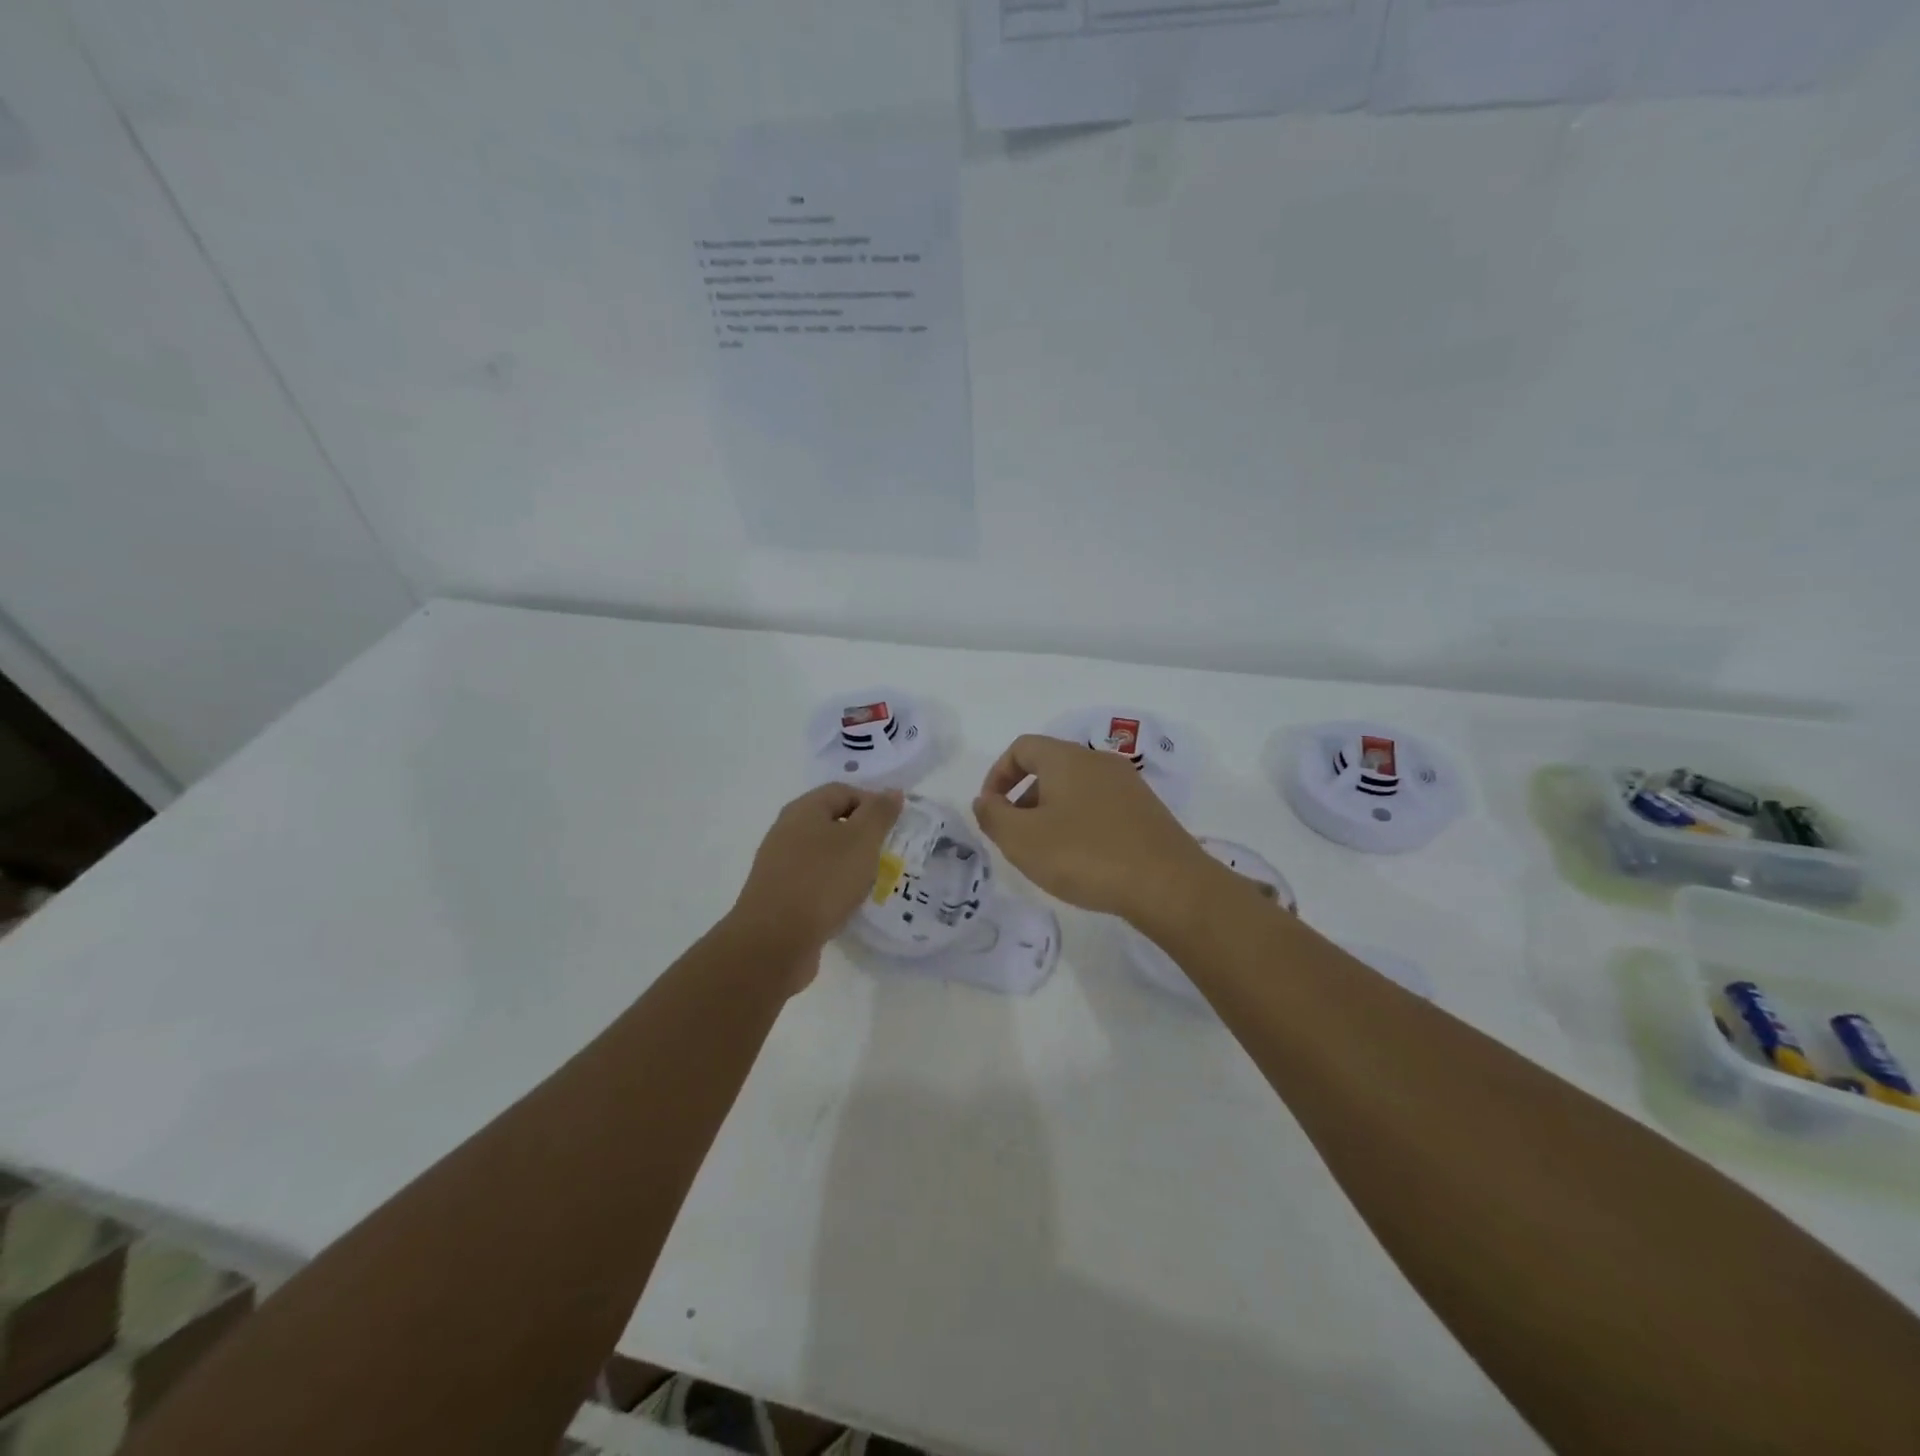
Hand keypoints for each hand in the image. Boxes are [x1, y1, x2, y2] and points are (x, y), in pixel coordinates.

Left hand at [727, 783, 903, 980]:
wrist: (774, 942)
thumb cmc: (823, 881)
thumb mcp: (861, 841)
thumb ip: (879, 814)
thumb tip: (892, 791)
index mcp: (803, 810)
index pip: (843, 791)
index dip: (872, 803)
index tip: (894, 827)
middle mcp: (787, 831)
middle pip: (831, 821)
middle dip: (862, 835)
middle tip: (886, 854)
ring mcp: (779, 865)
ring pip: (823, 854)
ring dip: (849, 863)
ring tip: (870, 881)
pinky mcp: (779, 896)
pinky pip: (814, 881)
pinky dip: (833, 887)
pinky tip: (846, 904)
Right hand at [973, 735, 1223, 926]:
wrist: (1168, 885)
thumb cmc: (1085, 856)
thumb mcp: (1023, 840)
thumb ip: (993, 816)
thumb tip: (985, 801)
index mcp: (1066, 758)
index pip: (1022, 748)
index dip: (998, 775)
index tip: (991, 809)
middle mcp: (1098, 761)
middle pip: (1049, 767)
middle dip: (1023, 798)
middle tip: (1016, 836)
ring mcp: (1127, 785)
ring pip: (1075, 788)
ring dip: (1051, 813)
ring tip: (1047, 853)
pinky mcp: (1146, 810)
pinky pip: (1100, 806)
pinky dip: (1080, 823)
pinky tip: (1082, 860)